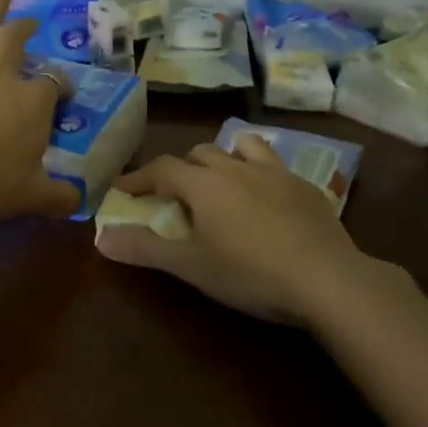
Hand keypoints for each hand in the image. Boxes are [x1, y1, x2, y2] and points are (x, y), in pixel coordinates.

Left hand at [0, 0, 79, 220]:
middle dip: (25, 26)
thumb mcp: (32, 195)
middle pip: (15, 40)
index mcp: (32, 102)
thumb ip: (58, 197)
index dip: (61, 85)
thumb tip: (78, 203)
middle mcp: (1, 80)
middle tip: (30, 20)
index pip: (54, 83)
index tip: (64, 94)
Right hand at [95, 133, 367, 324]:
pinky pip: (274, 165)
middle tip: (174, 193)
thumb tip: (101, 237)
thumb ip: (144, 249)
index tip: (122, 188)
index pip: (162, 168)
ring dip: (223, 157)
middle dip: (181, 168)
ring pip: (241, 147)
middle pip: (200, 153)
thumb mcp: (191, 266)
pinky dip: (258, 171)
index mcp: (204, 183)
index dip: (139, 177)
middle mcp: (236, 167)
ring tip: (221, 180)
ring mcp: (275, 172)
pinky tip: (265, 197)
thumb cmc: (249, 273)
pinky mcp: (305, 186)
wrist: (326, 279)